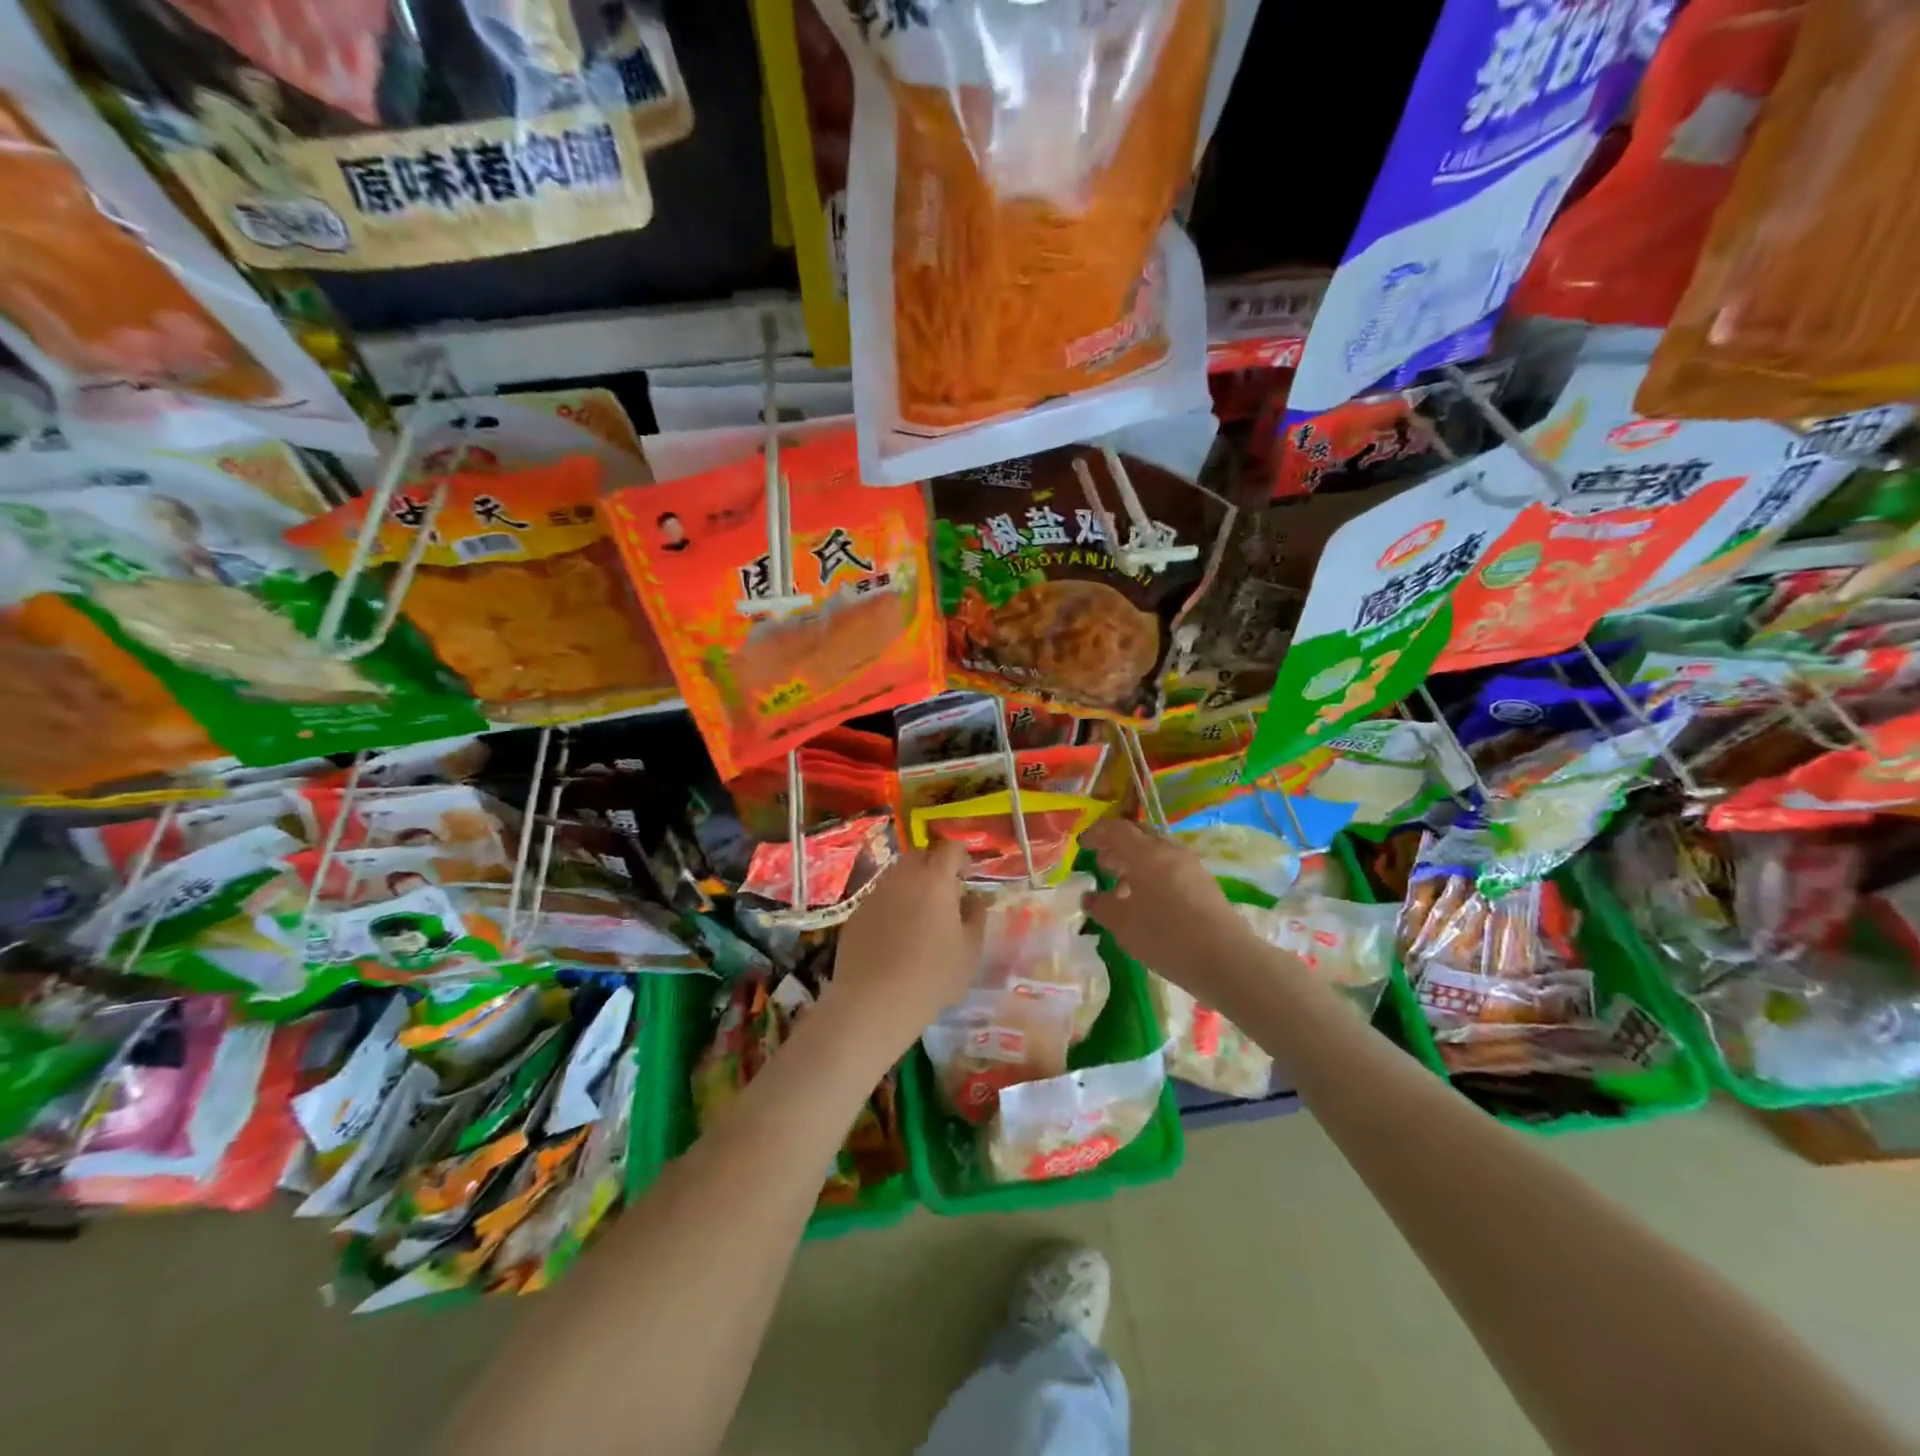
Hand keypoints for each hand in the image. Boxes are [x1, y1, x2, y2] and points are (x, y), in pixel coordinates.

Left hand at [821, 841, 983, 1061]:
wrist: (874, 1002)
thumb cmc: (932, 976)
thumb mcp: (970, 951)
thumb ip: (976, 916)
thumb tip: (973, 898)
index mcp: (935, 879)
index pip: (950, 849)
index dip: (962, 857)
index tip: (967, 877)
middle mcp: (902, 877)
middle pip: (920, 856)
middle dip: (934, 867)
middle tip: (945, 895)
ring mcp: (875, 894)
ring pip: (897, 876)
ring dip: (911, 886)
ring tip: (920, 917)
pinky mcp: (856, 914)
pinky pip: (879, 899)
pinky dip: (891, 907)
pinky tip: (894, 937)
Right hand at [1082, 819, 1262, 991]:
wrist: (1226, 959)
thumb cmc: (1165, 937)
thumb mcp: (1123, 925)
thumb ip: (1102, 907)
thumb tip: (1090, 897)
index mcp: (1146, 853)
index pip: (1117, 829)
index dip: (1097, 833)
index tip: (1082, 845)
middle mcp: (1169, 851)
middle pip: (1139, 835)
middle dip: (1117, 845)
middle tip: (1101, 862)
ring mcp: (1191, 866)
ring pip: (1157, 852)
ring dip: (1136, 861)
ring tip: (1121, 885)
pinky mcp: (1205, 883)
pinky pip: (1171, 867)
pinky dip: (1153, 874)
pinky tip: (1148, 901)